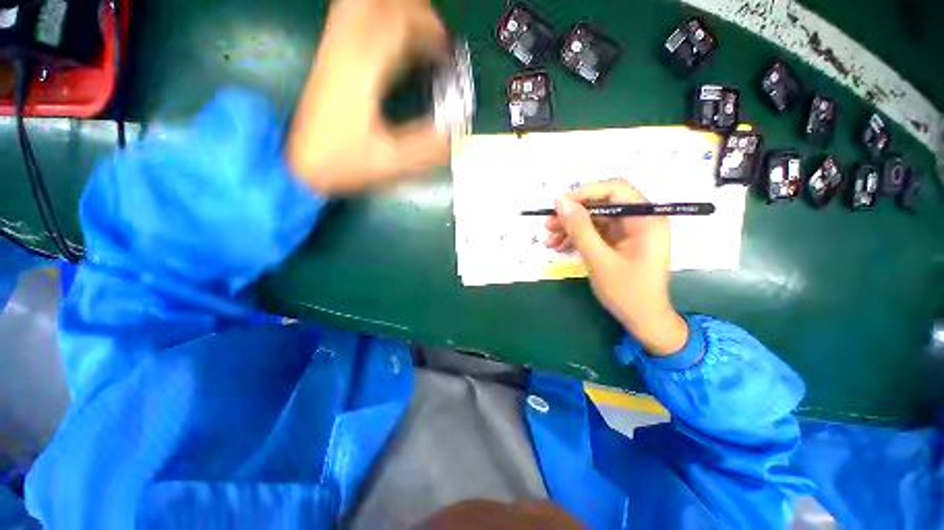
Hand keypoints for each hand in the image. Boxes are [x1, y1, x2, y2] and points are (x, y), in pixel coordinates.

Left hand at [287, 0, 449, 194]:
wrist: (303, 167)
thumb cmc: (344, 164)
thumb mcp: (391, 162)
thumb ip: (426, 148)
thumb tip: (455, 133)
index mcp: (362, 73)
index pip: (396, 25)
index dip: (427, 28)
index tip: (448, 48)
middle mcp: (344, 52)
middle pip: (376, 3)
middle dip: (411, 10)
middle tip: (435, 30)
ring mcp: (332, 52)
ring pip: (359, 5)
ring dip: (391, 9)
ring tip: (416, 25)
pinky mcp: (328, 59)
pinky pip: (348, 19)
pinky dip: (372, 16)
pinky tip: (387, 31)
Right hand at [545, 179, 688, 355]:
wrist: (643, 321)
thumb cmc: (627, 292)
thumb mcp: (599, 259)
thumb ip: (580, 229)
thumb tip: (560, 202)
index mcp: (645, 220)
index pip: (615, 190)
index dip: (585, 193)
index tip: (559, 205)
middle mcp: (639, 221)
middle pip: (601, 205)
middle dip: (572, 215)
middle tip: (548, 225)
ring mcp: (628, 233)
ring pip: (594, 220)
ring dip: (570, 228)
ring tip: (548, 240)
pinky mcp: (618, 243)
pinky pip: (595, 233)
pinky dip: (576, 239)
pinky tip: (558, 247)